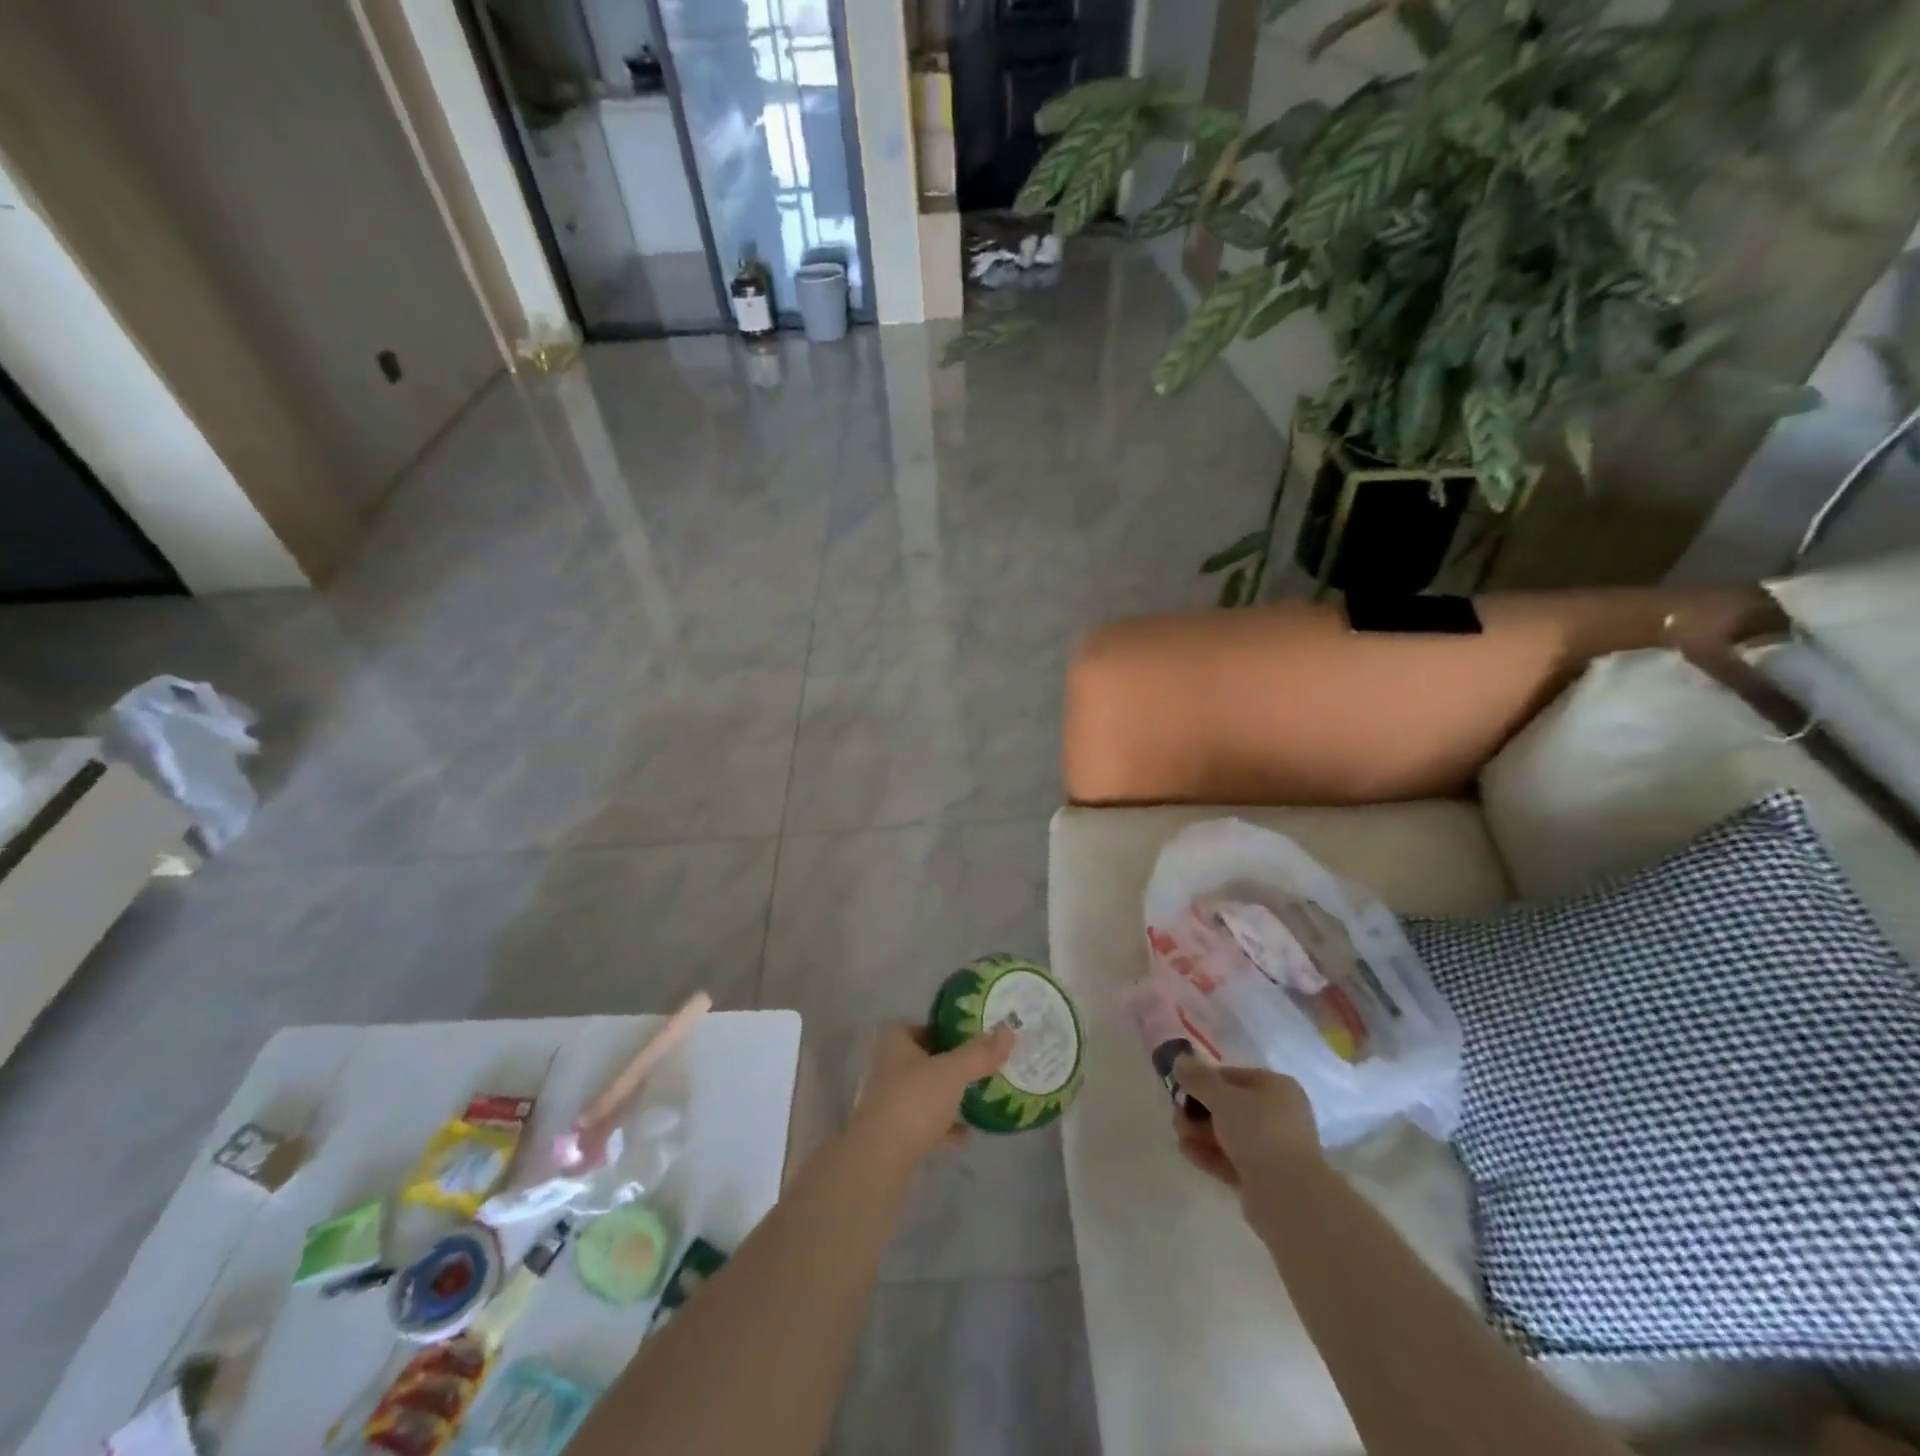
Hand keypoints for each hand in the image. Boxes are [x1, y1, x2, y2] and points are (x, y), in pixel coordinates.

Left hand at [850, 1023, 1015, 1166]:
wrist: (879, 1162)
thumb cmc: (914, 1101)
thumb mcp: (953, 1071)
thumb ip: (980, 1052)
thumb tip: (1009, 1029)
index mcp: (895, 1041)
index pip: (926, 1026)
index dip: (952, 1029)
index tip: (979, 1037)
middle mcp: (888, 1066)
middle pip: (927, 1059)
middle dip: (954, 1064)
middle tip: (986, 1065)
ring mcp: (889, 1102)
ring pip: (927, 1092)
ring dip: (949, 1095)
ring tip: (982, 1096)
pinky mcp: (895, 1134)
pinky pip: (926, 1123)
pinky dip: (945, 1126)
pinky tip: (967, 1133)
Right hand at [1170, 1056, 1320, 1196]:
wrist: (1288, 1196)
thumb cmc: (1258, 1131)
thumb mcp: (1221, 1097)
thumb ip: (1197, 1078)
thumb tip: (1179, 1060)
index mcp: (1277, 1087)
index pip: (1232, 1076)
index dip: (1203, 1080)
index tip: (1180, 1088)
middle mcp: (1279, 1115)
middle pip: (1229, 1106)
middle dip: (1198, 1110)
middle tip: (1177, 1116)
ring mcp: (1273, 1148)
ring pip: (1229, 1134)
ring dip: (1200, 1132)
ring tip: (1179, 1135)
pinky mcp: (1264, 1178)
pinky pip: (1231, 1159)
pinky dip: (1209, 1154)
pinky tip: (1187, 1151)